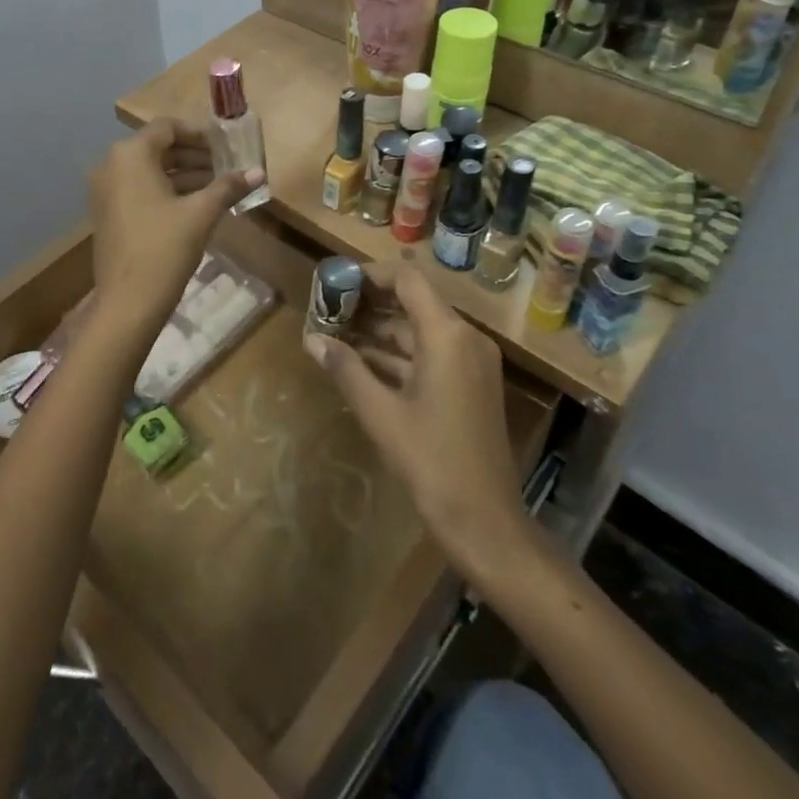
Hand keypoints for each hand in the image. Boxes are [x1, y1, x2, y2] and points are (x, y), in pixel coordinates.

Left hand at [88, 118, 263, 334]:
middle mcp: (111, 166)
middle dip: (193, 156)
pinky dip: (165, 191)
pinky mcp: (107, 214)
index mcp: (130, 156)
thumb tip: (258, 172)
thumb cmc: (164, 249)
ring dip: (182, 175)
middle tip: (225, 168)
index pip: (167, 128)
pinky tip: (194, 206)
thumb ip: (228, 187)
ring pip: (149, 171)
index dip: (197, 134)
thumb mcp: (201, 214)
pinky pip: (138, 190)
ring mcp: (105, 192)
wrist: (128, 303)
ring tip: (217, 187)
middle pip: (157, 148)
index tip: (224, 148)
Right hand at [306, 265, 534, 576]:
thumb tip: (312, 338)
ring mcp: (472, 362)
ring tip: (336, 333)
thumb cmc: (432, 462)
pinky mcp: (471, 384)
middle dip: (370, 303)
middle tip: (328, 308)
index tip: (336, 281)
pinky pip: (431, 353)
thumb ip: (346, 369)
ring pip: (420, 329)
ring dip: (380, 330)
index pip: (407, 279)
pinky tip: (361, 362)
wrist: (487, 524)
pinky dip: (398, 354)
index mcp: (447, 335)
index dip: (370, 274)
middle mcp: (465, 338)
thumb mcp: (380, 414)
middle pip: (413, 302)